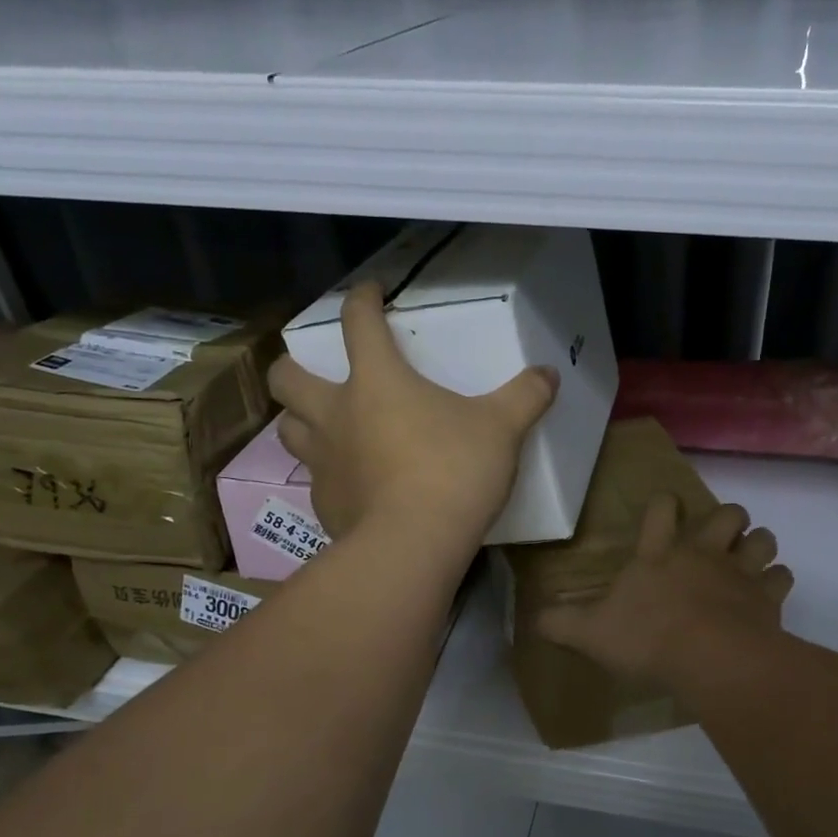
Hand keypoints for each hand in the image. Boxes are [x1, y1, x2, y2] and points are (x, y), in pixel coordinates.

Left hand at [267, 282, 558, 542]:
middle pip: (288, 377)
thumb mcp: (501, 429)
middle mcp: (337, 414)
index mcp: (376, 381)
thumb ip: (525, 397)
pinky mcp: (325, 503)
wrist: (413, 545)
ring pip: (289, 429)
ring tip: (326, 427)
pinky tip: (354, 486)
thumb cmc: (454, 471)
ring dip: (301, 421)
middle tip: (315, 372)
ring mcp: (324, 461)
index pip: (357, 322)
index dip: (360, 299)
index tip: (368, 291)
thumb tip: (549, 373)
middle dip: (294, 367)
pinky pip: (316, 480)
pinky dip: (329, 475)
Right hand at [538, 495, 793, 683]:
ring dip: (758, 545)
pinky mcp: (767, 597)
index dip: (664, 505)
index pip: (661, 510)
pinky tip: (769, 594)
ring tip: (751, 558)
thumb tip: (532, 619)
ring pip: (763, 539)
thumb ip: (561, 624)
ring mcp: (739, 572)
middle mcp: (702, 553)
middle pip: (727, 514)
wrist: (708, 658)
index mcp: (658, 554)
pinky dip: (777, 582)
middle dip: (727, 519)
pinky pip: (782, 577)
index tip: (666, 507)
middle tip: (720, 536)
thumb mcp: (590, 634)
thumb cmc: (646, 639)